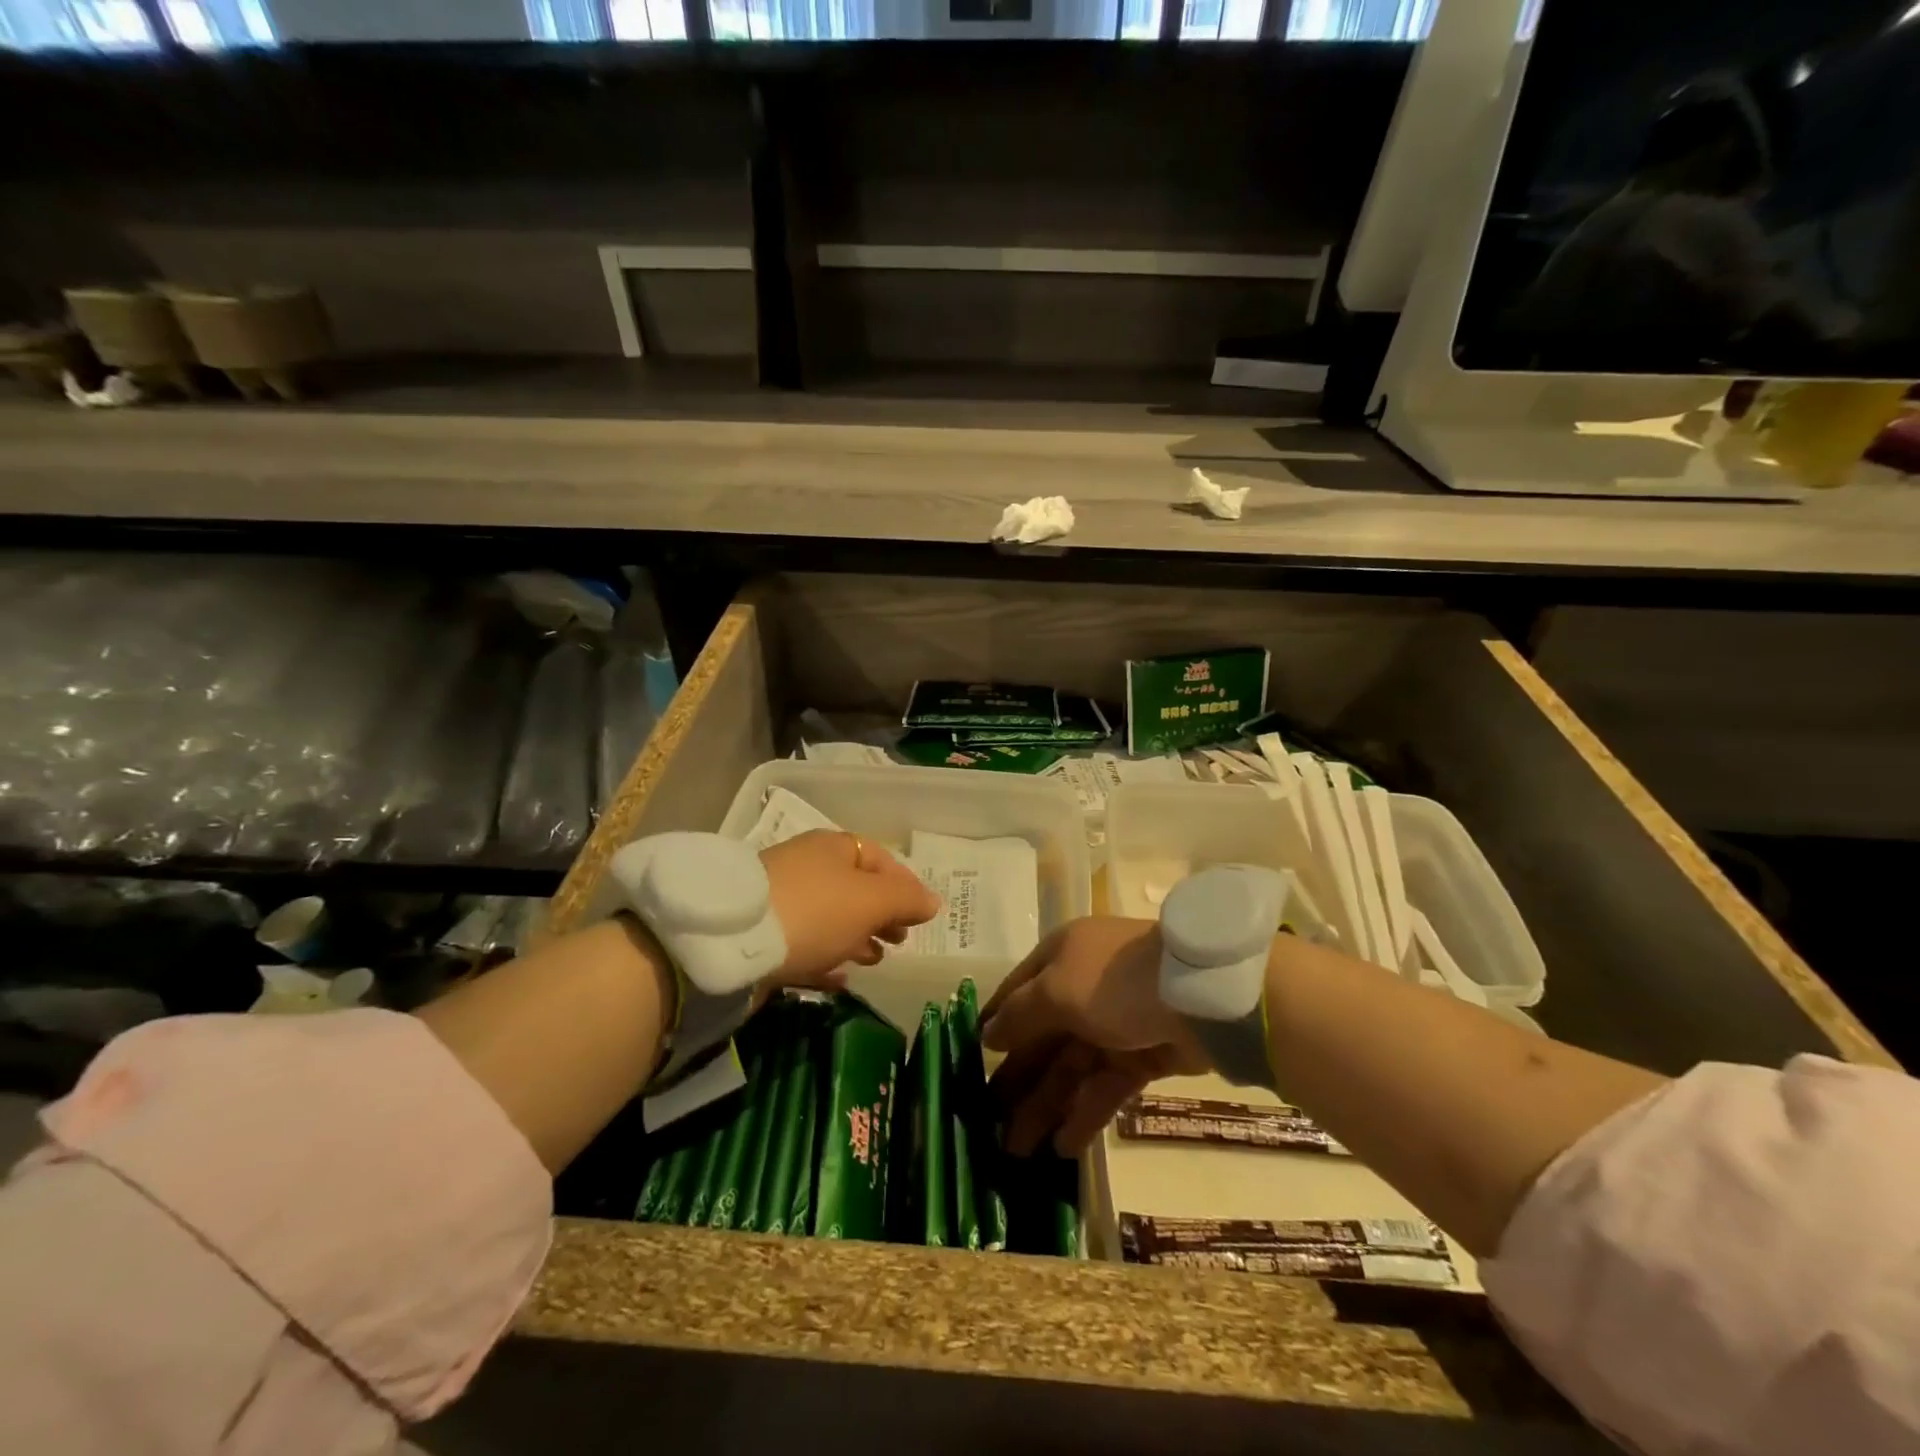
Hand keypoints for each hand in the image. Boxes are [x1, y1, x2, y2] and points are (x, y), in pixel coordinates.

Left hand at [761, 830, 940, 987]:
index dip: (905, 885)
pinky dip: (826, 959)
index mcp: (834, 848)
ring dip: (856, 938)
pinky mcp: (762, 936)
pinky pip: (804, 946)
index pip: (880, 859)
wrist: (733, 940)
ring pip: (830, 918)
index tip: (921, 916)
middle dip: (881, 914)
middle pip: (855, 889)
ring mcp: (782, 900)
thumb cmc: (816, 910)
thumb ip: (906, 900)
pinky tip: (841, 981)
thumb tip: (933, 901)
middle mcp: (807, 867)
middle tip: (900, 940)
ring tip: (874, 961)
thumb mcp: (871, 901)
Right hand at [981, 917, 1210, 1157]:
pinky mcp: (1145, 1053)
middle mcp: (1084, 986)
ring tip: (1017, 1150)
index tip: (970, 1062)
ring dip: (1046, 1105)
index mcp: (1061, 956)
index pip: (1017, 992)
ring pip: (1073, 1066)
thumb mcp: (1057, 990)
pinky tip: (1062, 1147)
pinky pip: (1106, 1085)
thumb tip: (988, 1034)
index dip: (995, 1025)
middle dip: (1018, 1078)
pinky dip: (1085, 1113)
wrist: (1201, 994)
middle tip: (989, 1123)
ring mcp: (1116, 1021)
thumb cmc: (1114, 982)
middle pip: (1043, 1035)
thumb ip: (1020, 1014)